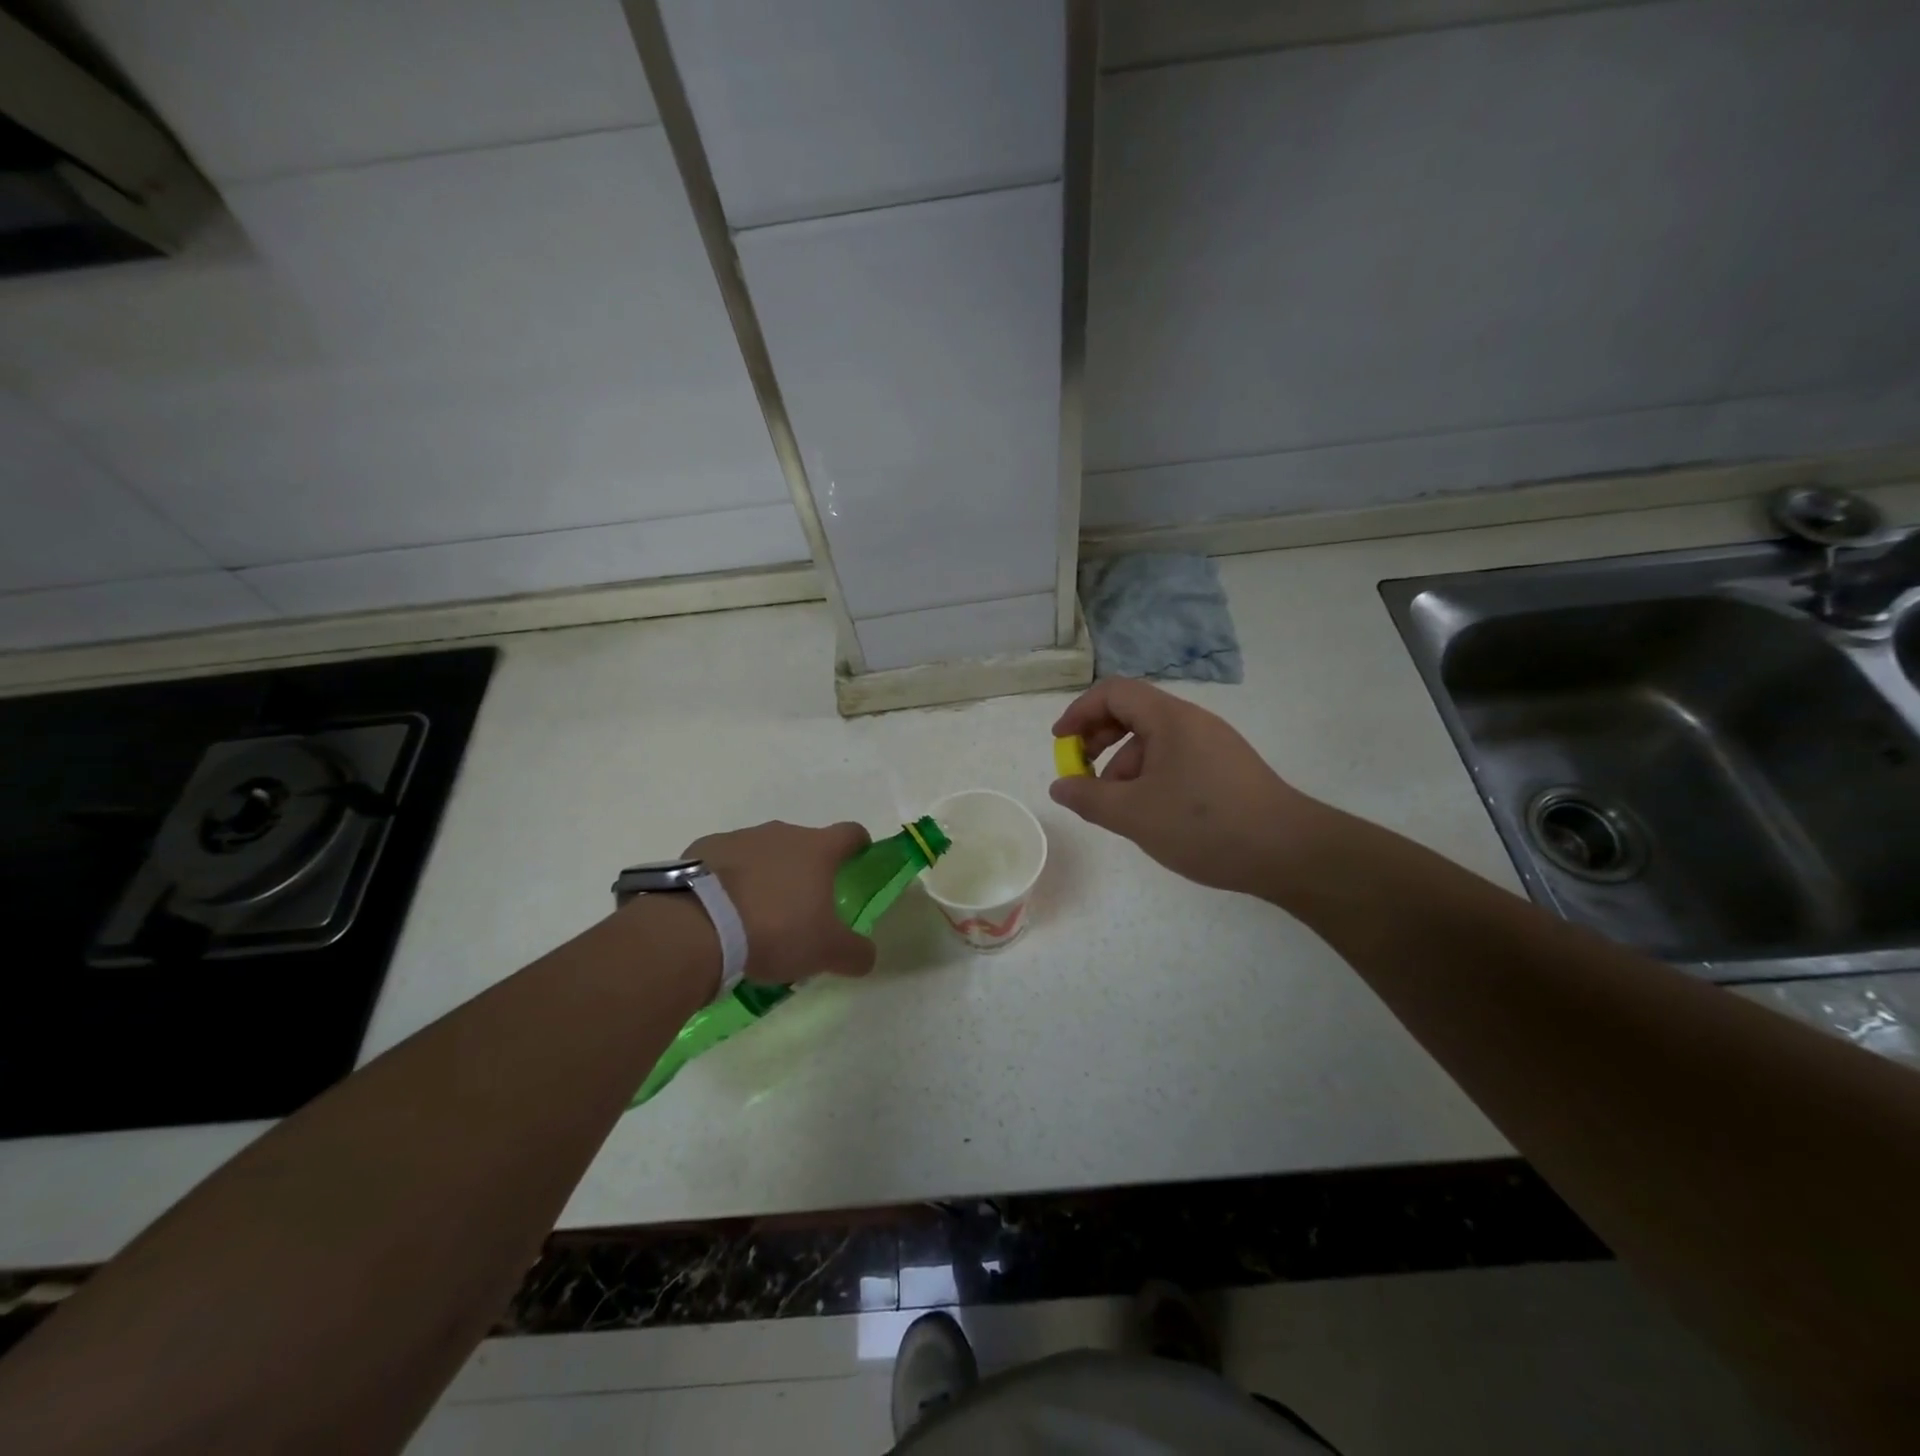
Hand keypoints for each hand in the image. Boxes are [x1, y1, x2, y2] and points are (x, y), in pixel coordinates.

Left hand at [678, 820, 877, 983]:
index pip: (851, 833)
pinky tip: (721, 912)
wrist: (697, 926)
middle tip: (802, 908)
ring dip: (766, 875)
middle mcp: (782, 833)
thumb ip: (855, 952)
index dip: (858, 846)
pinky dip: (730, 881)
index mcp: (818, 849)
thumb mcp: (826, 951)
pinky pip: (726, 862)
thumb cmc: (775, 930)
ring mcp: (741, 838)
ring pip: (764, 853)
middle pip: (805, 844)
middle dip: (806, 870)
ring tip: (756, 915)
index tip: (857, 863)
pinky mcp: (704, 849)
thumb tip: (866, 956)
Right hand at [1050, 679, 1322, 897]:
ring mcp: (1214, 745)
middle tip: (1083, 774)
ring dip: (1124, 767)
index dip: (1080, 711)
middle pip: (1133, 713)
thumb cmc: (1204, 824)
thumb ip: (1089, 797)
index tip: (1060, 742)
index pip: (1114, 692)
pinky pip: (1176, 760)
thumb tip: (1060, 786)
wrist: (1289, 852)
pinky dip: (1151, 778)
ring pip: (1154, 741)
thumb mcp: (1134, 814)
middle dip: (1099, 740)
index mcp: (1169, 719)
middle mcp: (1192, 722)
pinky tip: (1152, 815)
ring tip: (1118, 808)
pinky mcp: (1227, 769)